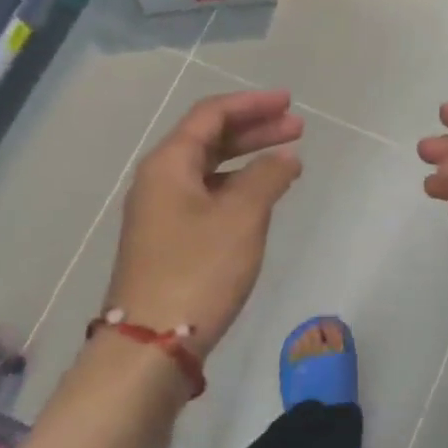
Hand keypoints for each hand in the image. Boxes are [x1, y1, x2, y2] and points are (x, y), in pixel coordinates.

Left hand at [103, 90, 302, 358]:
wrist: (150, 344)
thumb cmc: (198, 270)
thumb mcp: (241, 218)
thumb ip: (267, 178)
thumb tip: (286, 158)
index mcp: (168, 164)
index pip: (211, 115)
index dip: (251, 104)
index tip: (288, 102)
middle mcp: (159, 180)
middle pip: (209, 139)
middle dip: (254, 129)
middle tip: (297, 127)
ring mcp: (161, 212)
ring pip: (209, 170)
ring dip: (247, 159)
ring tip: (287, 161)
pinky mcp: (169, 240)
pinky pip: (207, 197)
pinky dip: (237, 188)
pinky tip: (261, 198)